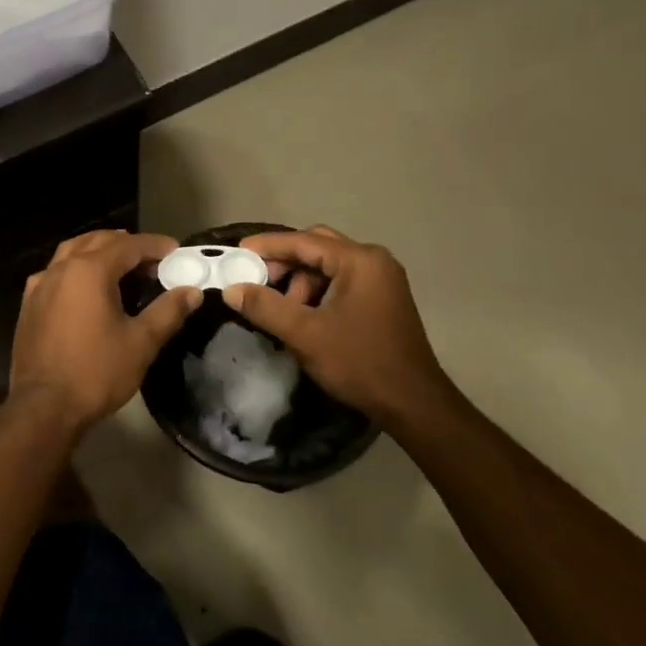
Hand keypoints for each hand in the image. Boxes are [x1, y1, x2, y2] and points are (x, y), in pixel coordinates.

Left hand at [10, 231, 199, 430]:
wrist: (43, 406)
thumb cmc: (96, 372)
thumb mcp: (141, 342)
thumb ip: (168, 311)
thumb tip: (192, 292)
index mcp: (90, 270)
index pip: (128, 245)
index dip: (154, 245)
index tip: (175, 251)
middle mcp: (62, 268)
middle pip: (98, 241)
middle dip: (127, 244)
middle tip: (152, 259)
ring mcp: (40, 284)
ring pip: (72, 251)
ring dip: (98, 250)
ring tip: (120, 263)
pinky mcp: (29, 303)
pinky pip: (55, 272)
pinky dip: (74, 268)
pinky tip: (83, 286)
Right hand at [224, 227, 456, 435]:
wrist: (413, 404)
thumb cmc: (359, 362)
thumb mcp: (304, 334)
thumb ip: (265, 307)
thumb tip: (232, 289)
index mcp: (360, 261)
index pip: (304, 241)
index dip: (268, 246)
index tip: (238, 252)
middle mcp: (374, 261)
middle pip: (317, 247)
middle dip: (285, 264)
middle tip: (258, 282)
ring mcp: (382, 280)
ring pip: (328, 267)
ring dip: (301, 283)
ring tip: (283, 312)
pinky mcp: (382, 299)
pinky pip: (341, 282)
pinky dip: (318, 294)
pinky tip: (304, 318)